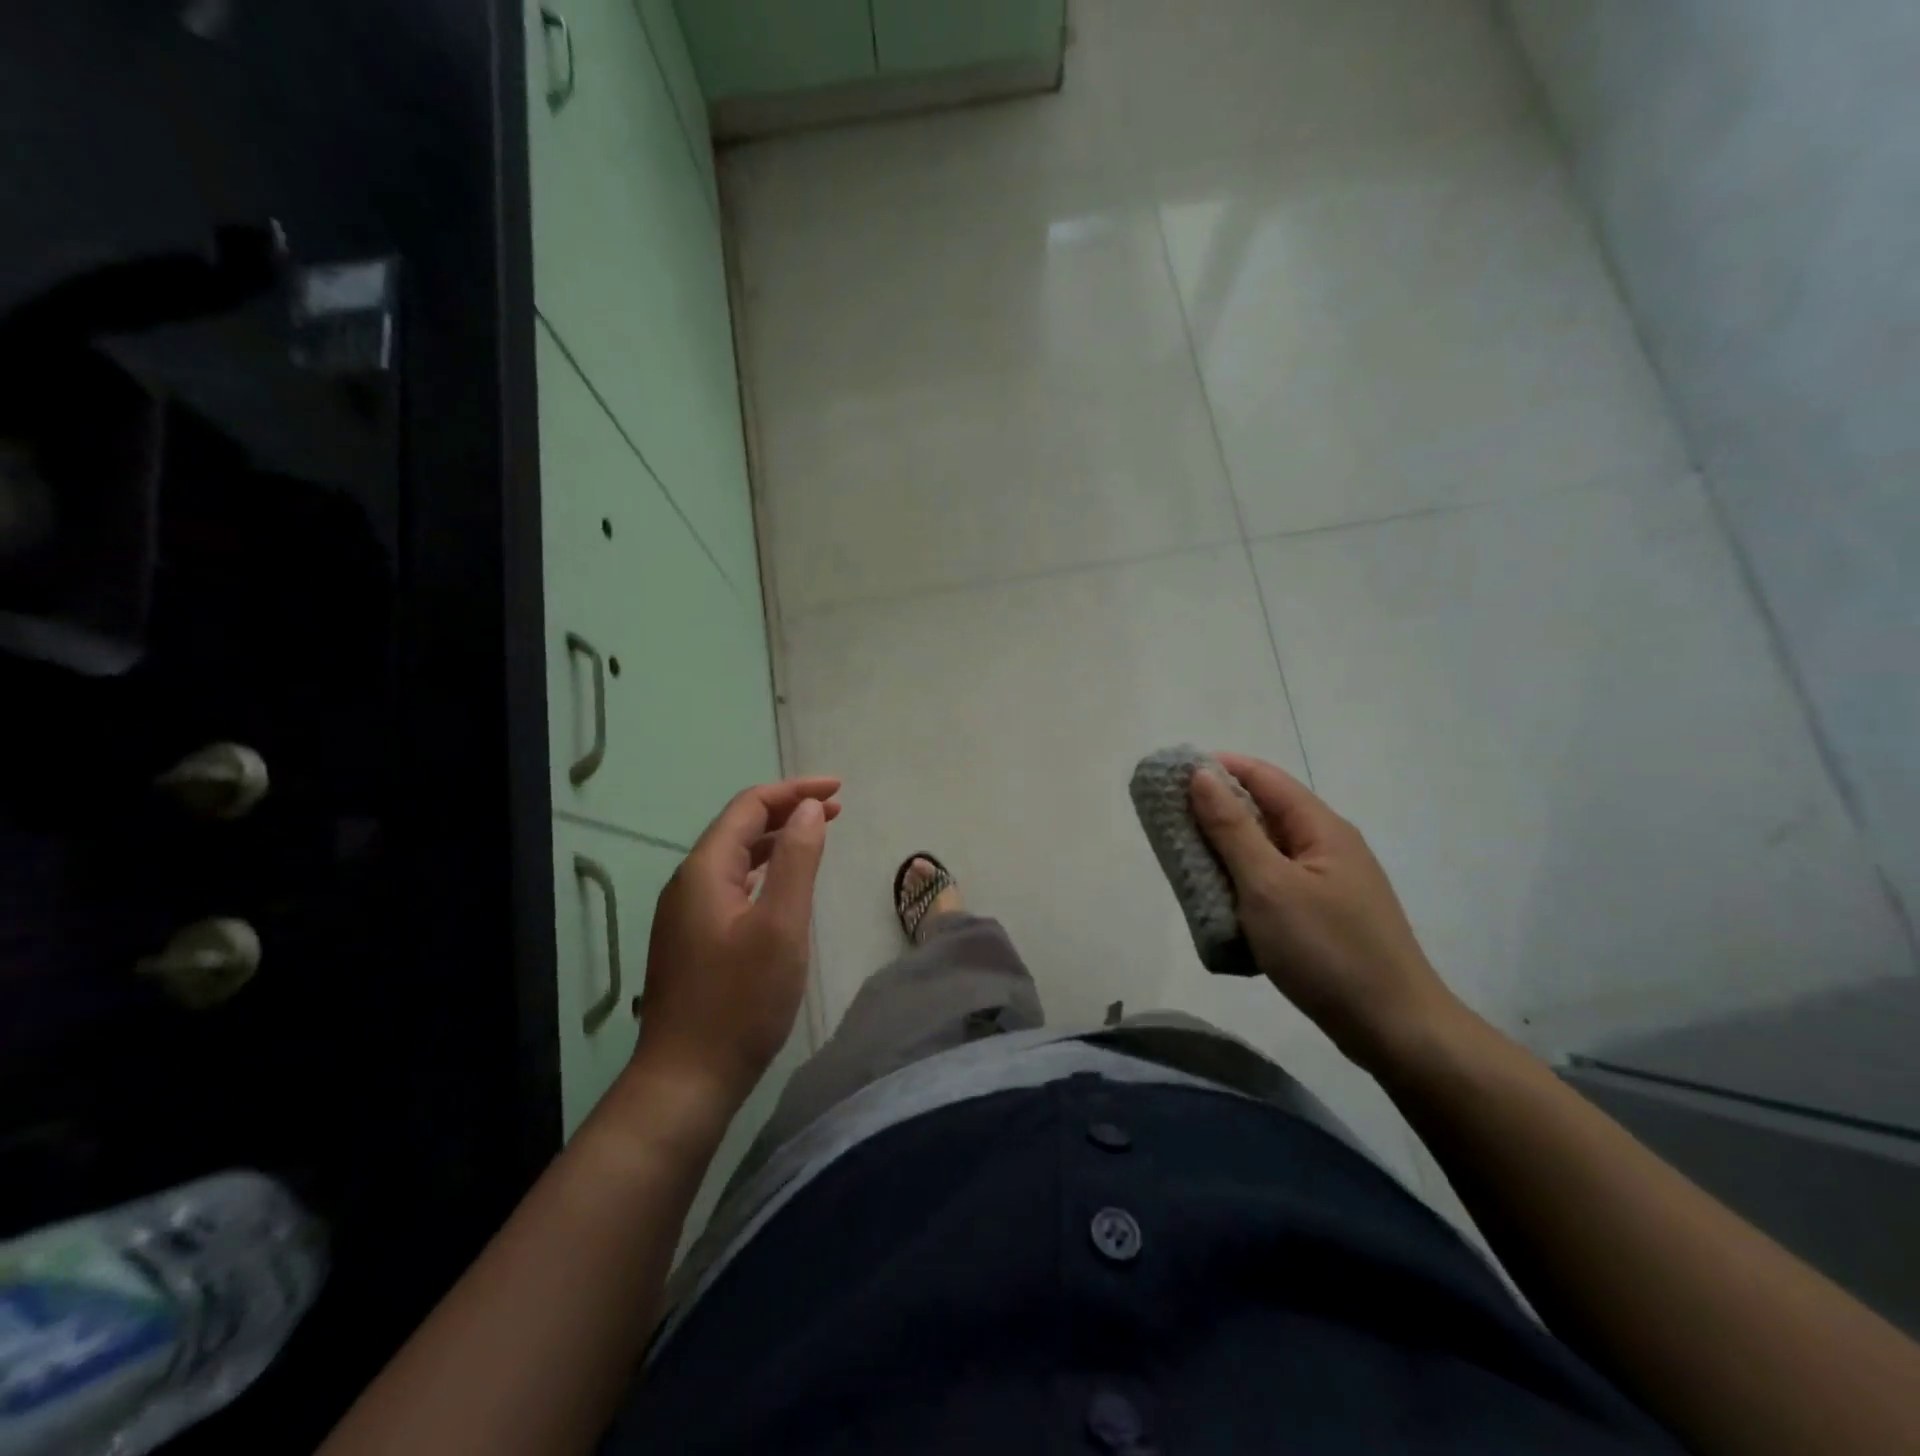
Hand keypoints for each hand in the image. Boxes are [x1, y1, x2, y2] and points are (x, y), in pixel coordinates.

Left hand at [634, 777, 840, 1109]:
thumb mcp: (781, 925)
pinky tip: (783, 883)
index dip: (795, 790)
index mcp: (705, 870)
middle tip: (837, 810)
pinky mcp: (693, 939)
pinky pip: (732, 884)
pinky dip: (765, 870)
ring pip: (736, 857)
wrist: (686, 1080)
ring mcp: (686, 912)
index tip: (838, 791)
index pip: (750, 806)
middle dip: (789, 810)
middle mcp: (689, 882)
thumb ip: (798, 860)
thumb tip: (809, 809)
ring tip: (818, 835)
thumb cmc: (741, 1001)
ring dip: (778, 839)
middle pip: (741, 827)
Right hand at [1189, 753, 1463, 1068]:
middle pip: (1265, 811)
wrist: (1394, 1030)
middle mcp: (1327, 846)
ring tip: (1183, 859)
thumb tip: (1201, 775)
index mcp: (1321, 828)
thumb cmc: (1327, 950)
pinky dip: (1242, 882)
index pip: (1264, 777)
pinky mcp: (1323, 915)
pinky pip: (1273, 883)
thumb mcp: (1268, 885)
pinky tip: (1219, 900)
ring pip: (1266, 851)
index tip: (1171, 775)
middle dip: (1216, 811)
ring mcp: (1328, 883)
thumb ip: (1232, 829)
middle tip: (1168, 822)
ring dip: (1226, 850)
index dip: (1218, 768)